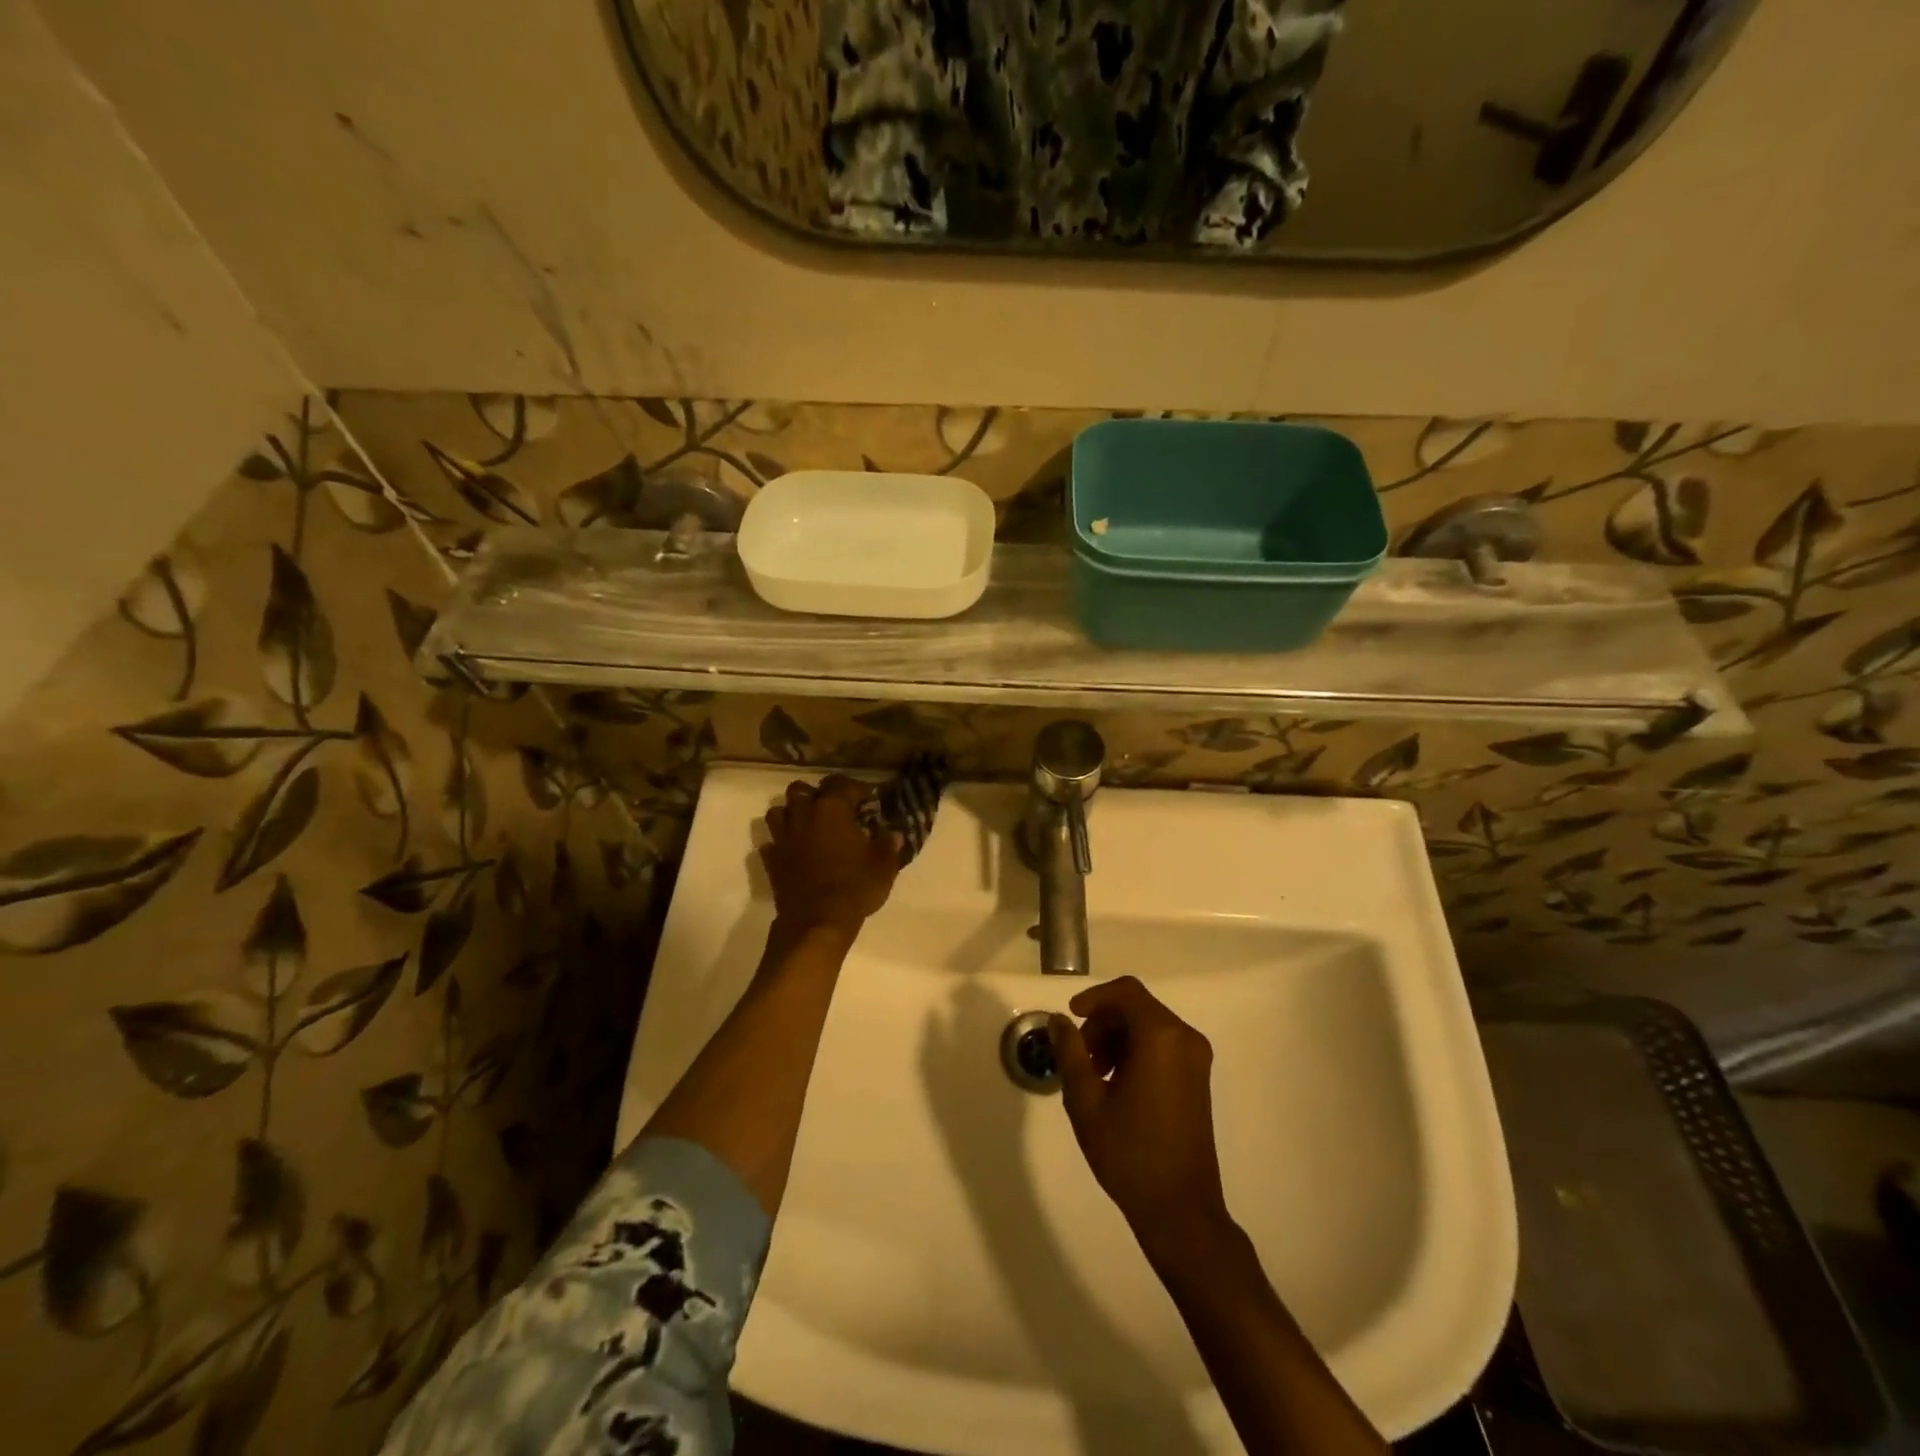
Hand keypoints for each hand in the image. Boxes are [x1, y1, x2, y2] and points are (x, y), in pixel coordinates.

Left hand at [761, 776, 898, 938]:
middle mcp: (803, 815)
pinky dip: (780, 843)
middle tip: (832, 809)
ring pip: (778, 811)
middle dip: (815, 794)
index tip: (868, 801)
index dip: (857, 789)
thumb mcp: (883, 866)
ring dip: (791, 814)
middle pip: (801, 790)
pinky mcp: (771, 860)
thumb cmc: (854, 887)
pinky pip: (771, 842)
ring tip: (807, 826)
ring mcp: (783, 838)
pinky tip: (793, 851)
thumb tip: (894, 835)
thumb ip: (889, 846)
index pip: (841, 784)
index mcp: (832, 809)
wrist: (817, 922)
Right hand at [1052, 977, 1231, 1248]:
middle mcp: (1185, 1038)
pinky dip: (1135, 1051)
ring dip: (1117, 1038)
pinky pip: (1162, 1045)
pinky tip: (1116, 1085)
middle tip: (1079, 1056)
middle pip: (1137, 1007)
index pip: (1125, 992)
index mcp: (1161, 1037)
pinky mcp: (1198, 1079)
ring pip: (1148, 1026)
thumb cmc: (1130, 1153)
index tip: (1070, 1019)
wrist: (1181, 1211)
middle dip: (1102, 1022)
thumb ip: (1069, 1052)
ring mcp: (1196, 1059)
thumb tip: (1058, 1020)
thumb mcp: (1086, 1101)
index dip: (1094, 998)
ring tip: (1093, 1075)